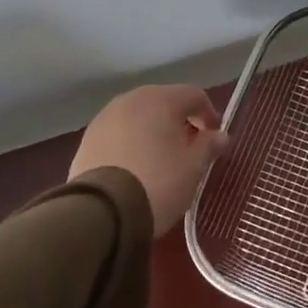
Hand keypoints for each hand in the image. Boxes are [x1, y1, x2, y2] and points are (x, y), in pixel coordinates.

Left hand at [70, 84, 227, 233]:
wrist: (100, 212)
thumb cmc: (158, 183)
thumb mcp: (193, 168)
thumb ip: (208, 146)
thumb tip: (219, 135)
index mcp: (160, 99)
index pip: (193, 96)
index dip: (208, 114)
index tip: (214, 137)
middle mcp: (130, 100)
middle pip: (163, 102)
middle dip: (180, 121)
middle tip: (190, 147)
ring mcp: (104, 118)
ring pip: (138, 117)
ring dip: (154, 130)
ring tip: (162, 158)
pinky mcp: (87, 139)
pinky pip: (119, 133)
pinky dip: (132, 142)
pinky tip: (136, 166)